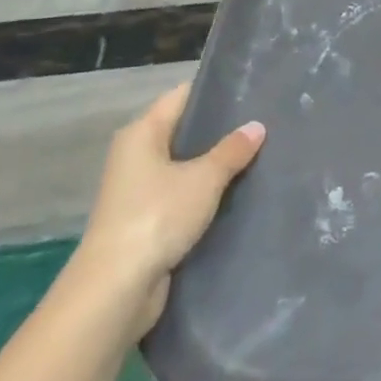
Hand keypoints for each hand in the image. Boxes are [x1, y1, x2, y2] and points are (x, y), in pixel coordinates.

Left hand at [70, 84, 264, 337]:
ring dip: (216, 165)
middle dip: (222, 129)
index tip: (253, 89)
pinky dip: (207, 194)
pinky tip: (240, 192)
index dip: (216, 91)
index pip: (183, 96)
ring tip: (261, 153)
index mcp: (141, 134)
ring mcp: (139, 191)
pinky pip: (184, 195)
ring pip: (186, 166)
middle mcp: (136, 156)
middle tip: (266, 121)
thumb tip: (256, 126)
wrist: (115, 290)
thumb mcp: (204, 178)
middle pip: (185, 131)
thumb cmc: (156, 217)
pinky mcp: (147, 221)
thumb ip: (232, 150)